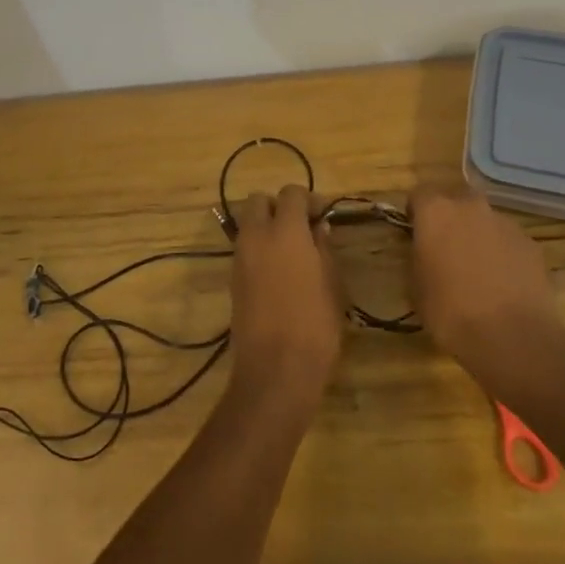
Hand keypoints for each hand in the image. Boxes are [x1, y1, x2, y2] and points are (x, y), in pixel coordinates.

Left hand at [228, 186, 342, 404]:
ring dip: (267, 226)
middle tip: (302, 228)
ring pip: (248, 224)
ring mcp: (240, 258)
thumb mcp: (331, 284)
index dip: (309, 200)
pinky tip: (279, 271)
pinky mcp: (233, 280)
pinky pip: (244, 249)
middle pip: (258, 201)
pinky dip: (259, 248)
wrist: (275, 370)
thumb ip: (323, 249)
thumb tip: (319, 228)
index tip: (324, 216)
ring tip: (292, 251)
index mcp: (285, 231)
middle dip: (279, 206)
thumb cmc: (315, 325)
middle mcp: (257, 237)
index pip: (291, 194)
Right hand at [407, 185, 561, 373]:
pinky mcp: (531, 244)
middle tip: (445, 250)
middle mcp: (471, 207)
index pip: (419, 194)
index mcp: (436, 212)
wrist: (513, 337)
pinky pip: (508, 242)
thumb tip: (426, 253)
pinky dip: (503, 255)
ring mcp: (505, 223)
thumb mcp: (416, 288)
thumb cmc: (451, 312)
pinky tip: (502, 285)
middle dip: (450, 219)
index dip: (415, 213)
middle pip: (456, 201)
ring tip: (477, 273)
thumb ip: (418, 258)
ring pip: (485, 221)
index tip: (414, 235)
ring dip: (478, 237)